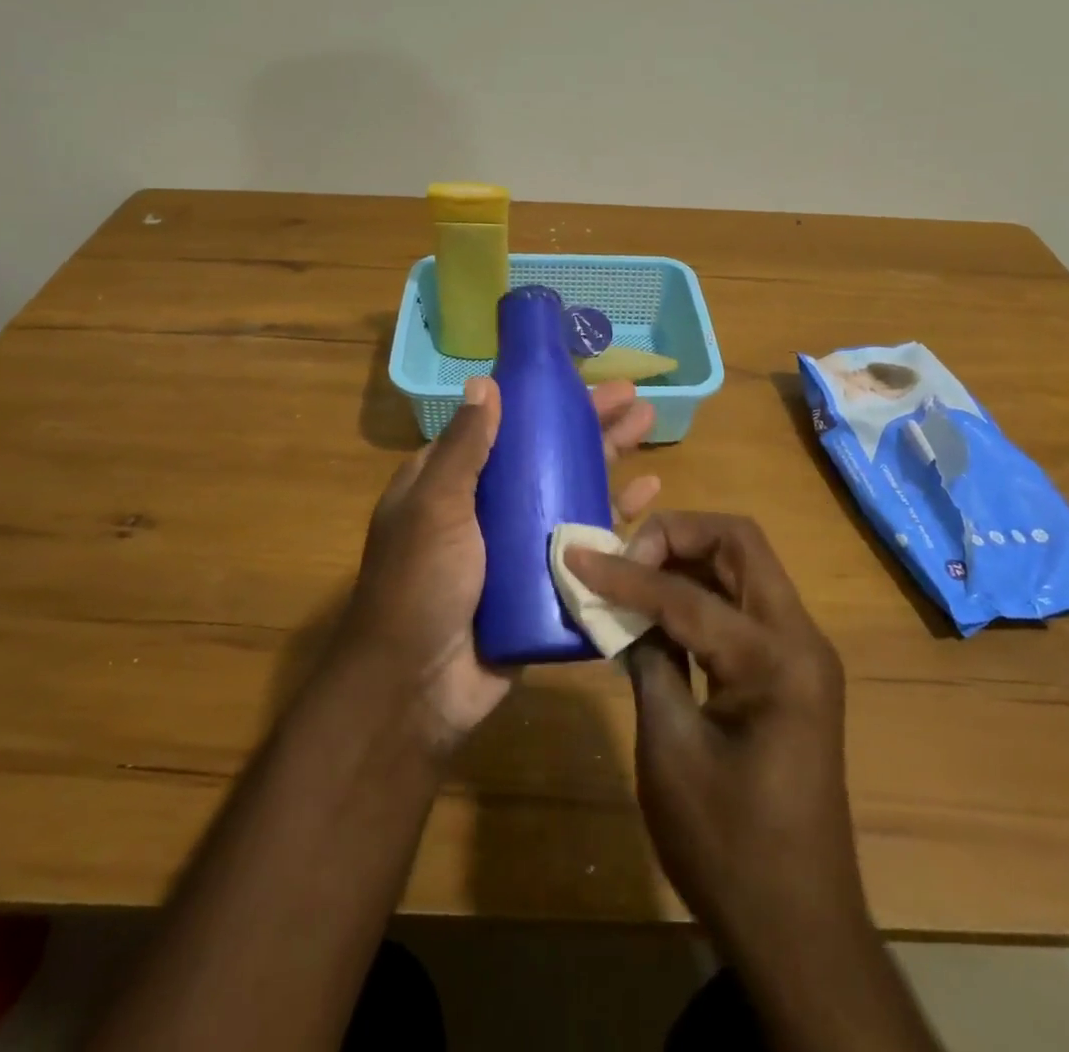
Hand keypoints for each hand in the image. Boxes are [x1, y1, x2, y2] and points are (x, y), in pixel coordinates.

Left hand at [336, 375, 659, 750]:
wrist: (418, 689)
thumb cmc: (421, 584)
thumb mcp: (436, 507)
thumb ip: (463, 448)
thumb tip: (485, 382)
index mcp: (453, 482)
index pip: (504, 427)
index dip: (541, 403)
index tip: (580, 380)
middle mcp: (488, 507)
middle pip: (546, 455)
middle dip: (590, 426)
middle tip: (634, 400)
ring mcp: (519, 546)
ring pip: (572, 493)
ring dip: (609, 462)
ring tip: (650, 430)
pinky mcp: (546, 583)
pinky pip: (586, 543)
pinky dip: (616, 519)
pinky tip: (649, 499)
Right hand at [565, 514, 864, 957]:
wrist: (799, 929)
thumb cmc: (729, 849)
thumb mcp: (670, 750)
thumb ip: (647, 662)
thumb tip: (619, 608)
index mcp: (777, 660)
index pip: (688, 593)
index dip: (625, 572)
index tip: (576, 556)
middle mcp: (800, 638)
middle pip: (739, 543)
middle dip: (676, 535)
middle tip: (623, 557)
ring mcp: (802, 652)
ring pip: (743, 566)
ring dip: (688, 556)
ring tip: (633, 572)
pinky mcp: (790, 670)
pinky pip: (743, 604)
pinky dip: (701, 591)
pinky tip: (658, 609)